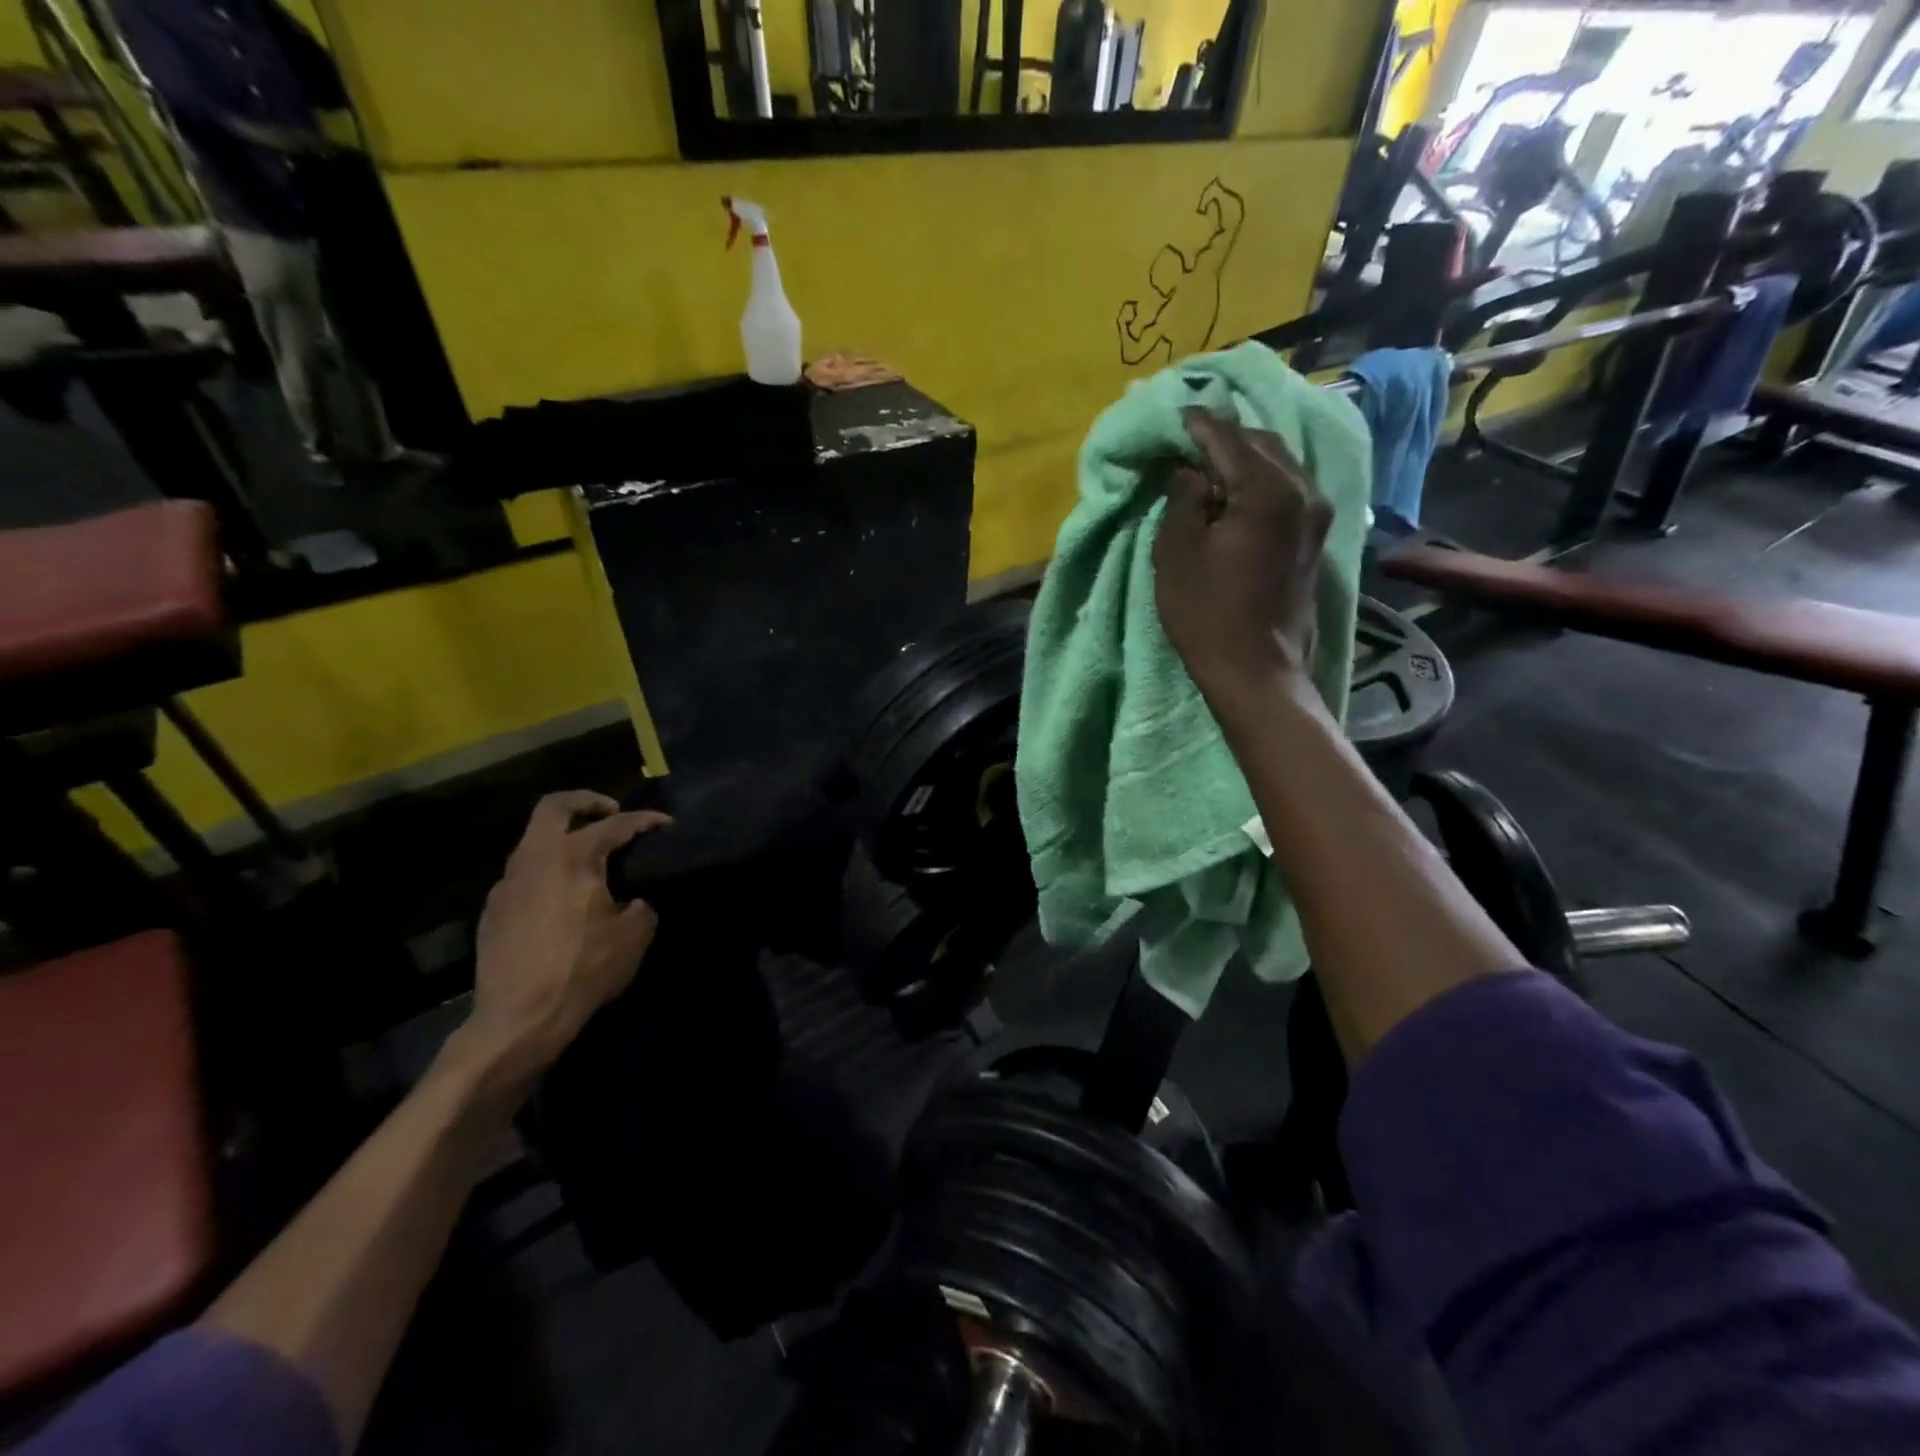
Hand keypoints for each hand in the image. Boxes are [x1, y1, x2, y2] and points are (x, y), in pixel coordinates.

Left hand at [459, 792, 670, 1084]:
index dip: (646, 820)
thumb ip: (641, 905)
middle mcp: (534, 859)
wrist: (519, 1019)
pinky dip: (548, 871)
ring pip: (534, 841)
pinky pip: (524, 875)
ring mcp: (507, 884)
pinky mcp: (492, 911)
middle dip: (586, 801)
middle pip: (555, 807)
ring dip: (563, 838)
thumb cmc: (583, 970)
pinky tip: (564, 899)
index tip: (666, 824)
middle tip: (611, 812)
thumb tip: (633, 900)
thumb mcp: (634, 936)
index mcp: (573, 857)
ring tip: (590, 859)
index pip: (615, 824)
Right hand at [1153, 407, 1332, 702]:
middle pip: (1262, 445)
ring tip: (1211, 464)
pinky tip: (1237, 492)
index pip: (1228, 440)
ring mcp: (1316, 516)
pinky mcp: (1315, 539)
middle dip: (1226, 438)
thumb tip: (1191, 474)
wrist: (1256, 669)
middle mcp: (1302, 491)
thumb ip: (1182, 500)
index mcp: (1267, 489)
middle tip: (1191, 439)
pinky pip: (1287, 490)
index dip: (1199, 426)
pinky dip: (1260, 482)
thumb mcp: (1176, 553)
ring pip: (1279, 466)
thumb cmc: (1207, 613)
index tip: (1178, 414)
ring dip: (1245, 460)